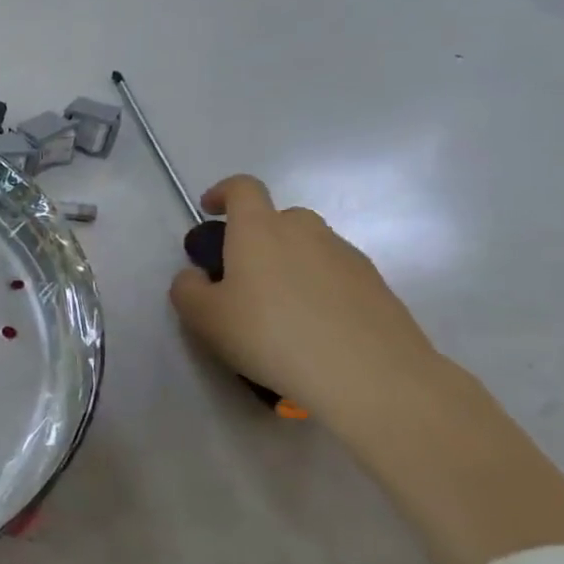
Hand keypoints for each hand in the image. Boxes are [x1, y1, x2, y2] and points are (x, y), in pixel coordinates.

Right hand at [168, 176, 439, 429]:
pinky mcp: (376, 285)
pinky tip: (312, 329)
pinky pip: (335, 275)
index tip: (209, 211)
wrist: (368, 375)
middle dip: (256, 238)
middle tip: (242, 278)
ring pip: (308, 247)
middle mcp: (305, 231)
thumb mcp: (204, 317)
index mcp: (259, 229)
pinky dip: (318, 289)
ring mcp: (346, 256)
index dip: (222, 193)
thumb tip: (196, 275)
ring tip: (278, 311)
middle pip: (278, 218)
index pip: (242, 188)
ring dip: (288, 265)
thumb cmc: (270, 335)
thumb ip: (187, 288)